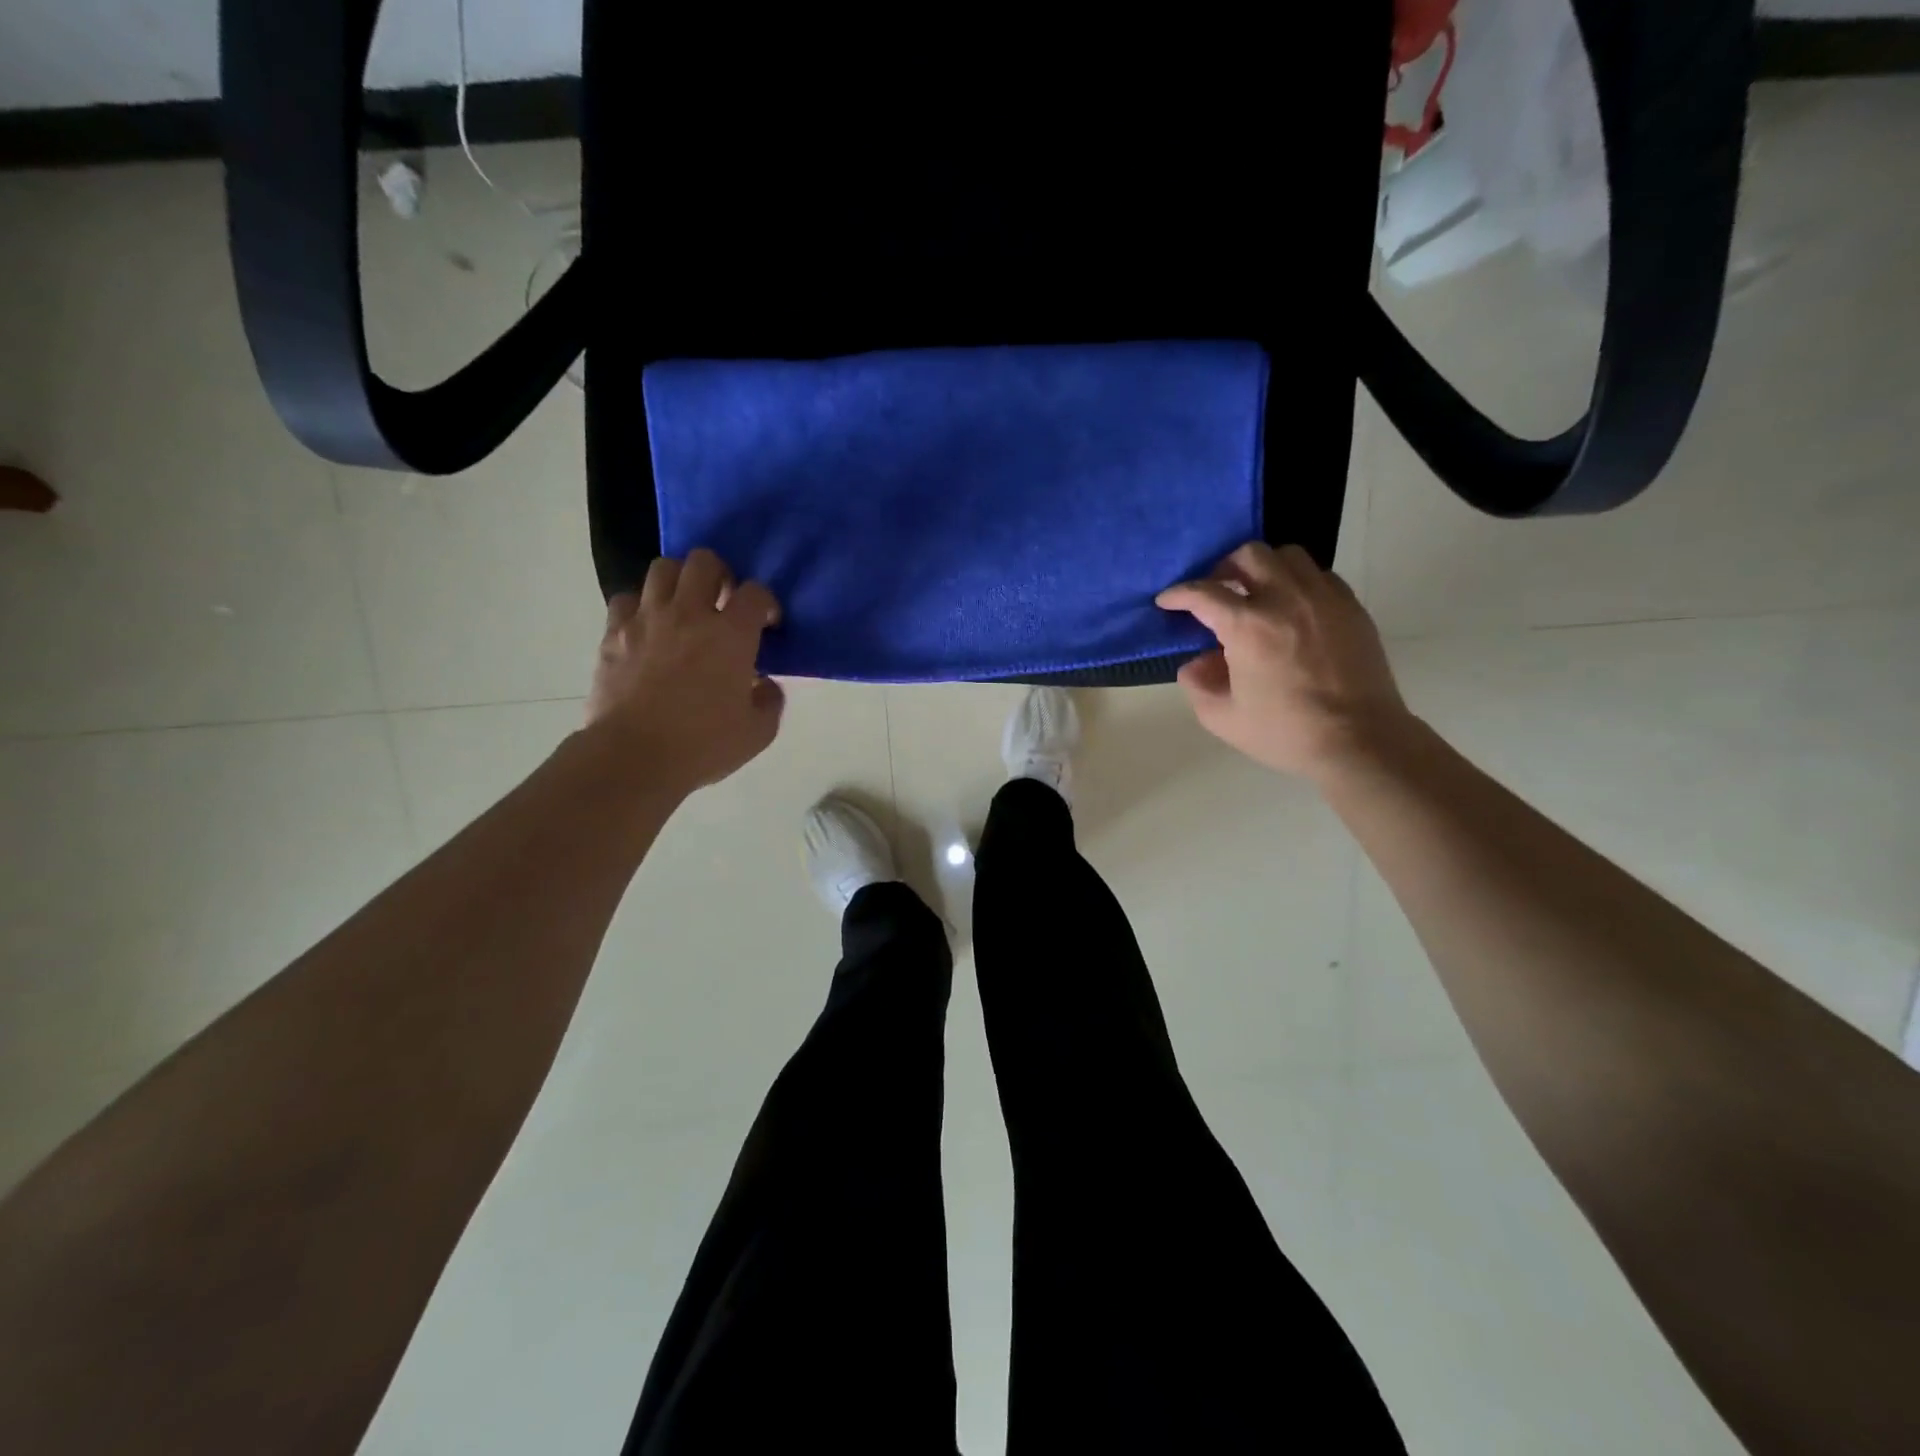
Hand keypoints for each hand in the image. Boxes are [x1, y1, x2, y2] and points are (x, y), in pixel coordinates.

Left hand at [586, 549, 785, 791]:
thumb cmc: (702, 745)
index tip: (766, 624)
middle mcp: (689, 614)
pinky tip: (648, 628)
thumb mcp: (758, 732)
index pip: (756, 593)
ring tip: (684, 606)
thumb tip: (764, 684)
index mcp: (731, 635)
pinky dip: (641, 606)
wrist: (633, 757)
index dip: (766, 603)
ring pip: (663, 568)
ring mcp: (647, 619)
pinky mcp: (613, 633)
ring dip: (679, 581)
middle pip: (704, 561)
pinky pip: (627, 599)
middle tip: (723, 600)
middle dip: (720, 574)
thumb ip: (770, 700)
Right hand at [1156, 542, 1411, 778]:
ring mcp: (1323, 598)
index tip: (1167, 601)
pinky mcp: (1351, 607)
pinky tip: (1293, 608)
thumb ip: (1198, 684)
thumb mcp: (1223, 718)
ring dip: (1264, 568)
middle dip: (1224, 568)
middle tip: (1218, 591)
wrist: (1359, 740)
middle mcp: (1285, 599)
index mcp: (1248, 626)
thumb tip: (1197, 662)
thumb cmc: (1286, 732)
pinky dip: (1298, 581)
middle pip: (1249, 556)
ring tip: (1257, 594)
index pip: (1204, 593)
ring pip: (1288, 556)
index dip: (1179, 594)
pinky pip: (1319, 575)